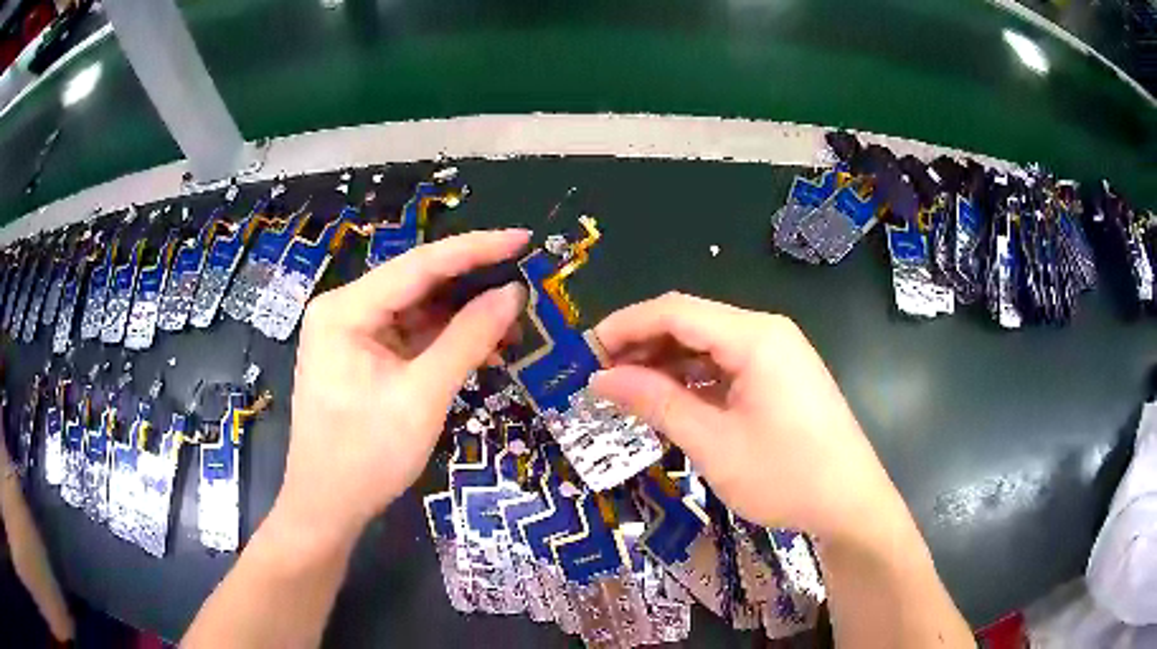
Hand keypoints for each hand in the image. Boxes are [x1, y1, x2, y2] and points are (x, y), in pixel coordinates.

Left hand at [276, 230, 528, 543]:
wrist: (327, 508)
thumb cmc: (366, 456)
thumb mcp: (422, 397)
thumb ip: (467, 339)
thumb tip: (513, 293)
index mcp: (345, 309)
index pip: (419, 265)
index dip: (475, 249)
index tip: (523, 239)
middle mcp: (345, 310)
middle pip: (417, 284)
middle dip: (472, 286)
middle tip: (527, 285)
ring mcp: (352, 334)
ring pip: (417, 310)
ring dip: (463, 317)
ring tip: (515, 325)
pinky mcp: (363, 357)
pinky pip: (411, 336)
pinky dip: (446, 341)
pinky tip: (483, 347)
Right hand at [591, 292, 906, 545]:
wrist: (850, 503)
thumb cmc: (785, 475)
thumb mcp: (713, 443)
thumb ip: (656, 403)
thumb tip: (601, 379)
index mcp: (754, 336)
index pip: (675, 311)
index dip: (625, 325)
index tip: (584, 353)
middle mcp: (766, 332)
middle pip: (691, 323)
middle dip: (642, 346)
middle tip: (601, 379)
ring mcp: (777, 354)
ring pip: (708, 345)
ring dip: (666, 364)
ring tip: (627, 393)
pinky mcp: (781, 377)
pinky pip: (727, 366)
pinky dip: (694, 380)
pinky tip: (670, 402)